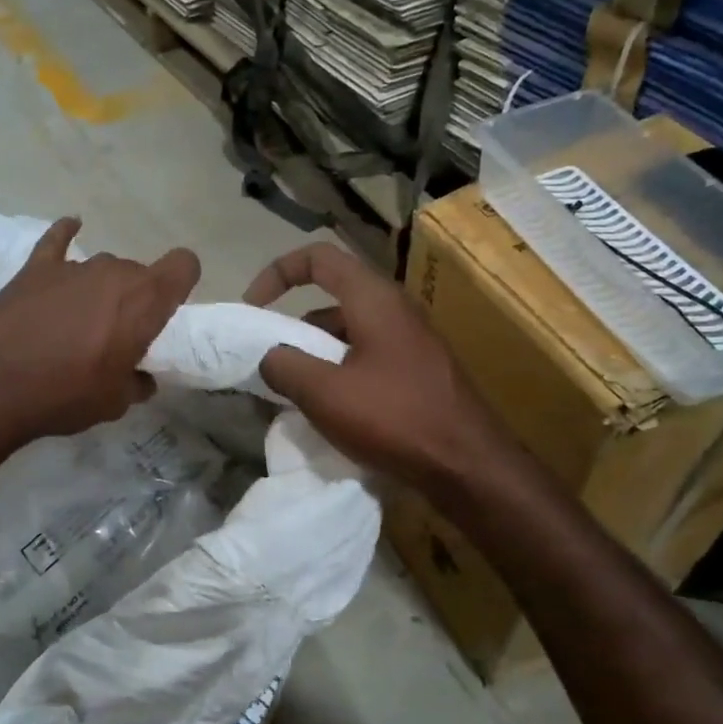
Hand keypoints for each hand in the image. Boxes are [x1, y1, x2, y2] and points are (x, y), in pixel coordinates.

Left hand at [0, 217, 199, 449]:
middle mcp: (114, 272)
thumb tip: (141, 378)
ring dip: (99, 289)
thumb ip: (137, 383)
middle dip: (135, 299)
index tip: (170, 308)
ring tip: (78, 322)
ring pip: (101, 267)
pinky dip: (67, 234)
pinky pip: (58, 240)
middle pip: (139, 272)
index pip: (184, 265)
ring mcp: (72, 266)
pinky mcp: (35, 268)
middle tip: (117, 335)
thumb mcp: (114, 402)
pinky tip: (71, 227)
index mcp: (144, 301)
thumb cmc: (65, 395)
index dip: (182, 282)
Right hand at [243, 242, 509, 497]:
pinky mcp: (417, 372)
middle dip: (294, 325)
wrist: (469, 465)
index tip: (253, 307)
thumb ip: (285, 367)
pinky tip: (329, 409)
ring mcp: (410, 341)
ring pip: (348, 332)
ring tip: (293, 393)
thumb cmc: (395, 419)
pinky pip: (366, 358)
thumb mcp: (325, 393)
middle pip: (332, 297)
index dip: (278, 272)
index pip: (319, 258)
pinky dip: (338, 372)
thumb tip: (270, 357)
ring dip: (315, 354)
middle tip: (270, 361)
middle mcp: (394, 310)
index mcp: (373, 299)